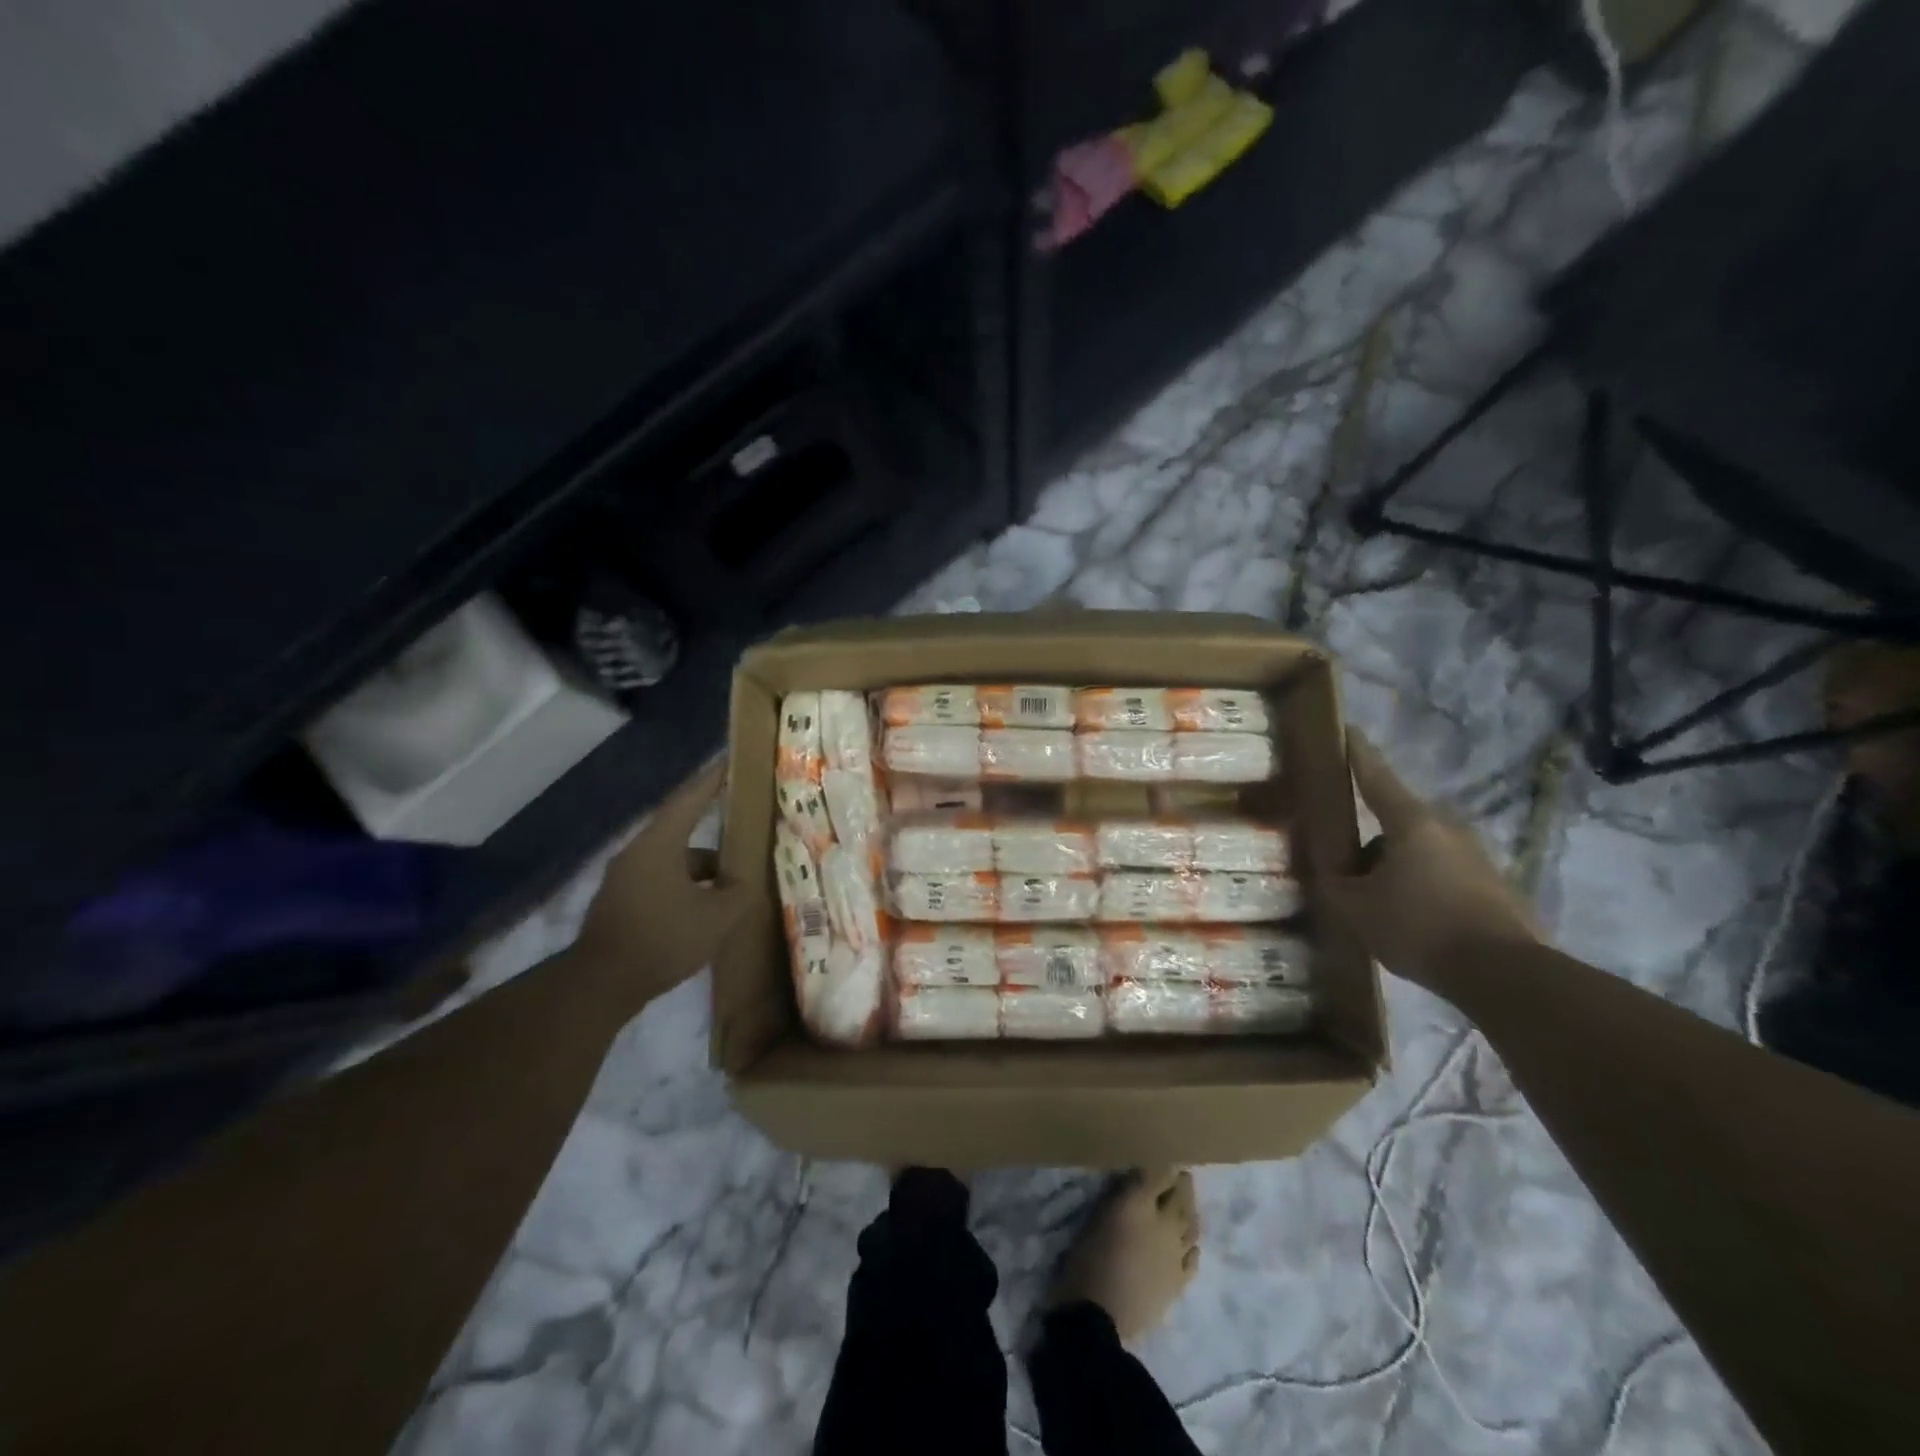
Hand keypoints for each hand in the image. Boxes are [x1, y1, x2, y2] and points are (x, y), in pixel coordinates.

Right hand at [1318, 734, 1538, 986]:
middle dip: (1371, 840)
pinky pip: (1443, 876)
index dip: (1358, 754)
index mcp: (1411, 823)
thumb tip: (1331, 871)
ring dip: (1396, 867)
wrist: (1504, 975)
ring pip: (1420, 851)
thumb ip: (1336, 883)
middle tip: (1348, 866)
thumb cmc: (1419, 927)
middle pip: (1397, 822)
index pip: (1376, 777)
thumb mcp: (1357, 908)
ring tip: (1378, 904)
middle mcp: (1448, 829)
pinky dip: (1423, 888)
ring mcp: (1477, 857)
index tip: (1348, 729)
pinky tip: (1411, 921)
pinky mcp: (1494, 886)